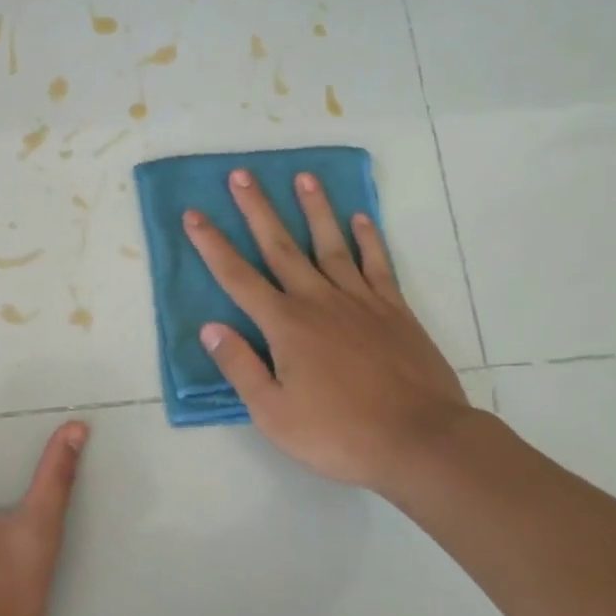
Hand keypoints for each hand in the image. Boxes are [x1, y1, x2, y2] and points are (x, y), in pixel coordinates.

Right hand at [183, 168, 477, 492]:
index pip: (238, 277)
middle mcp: (318, 300)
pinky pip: (377, 264)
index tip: (194, 214)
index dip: (212, 245)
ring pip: (330, 244)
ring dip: (314, 209)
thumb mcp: (274, 414)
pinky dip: (368, 238)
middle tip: (242, 174)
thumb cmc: (340, 434)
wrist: (421, 441)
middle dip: (257, 209)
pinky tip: (360, 218)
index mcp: (285, 325)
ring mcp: (360, 300)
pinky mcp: (394, 309)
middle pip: (281, 246)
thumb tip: (210, 328)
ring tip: (303, 177)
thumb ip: (240, 367)